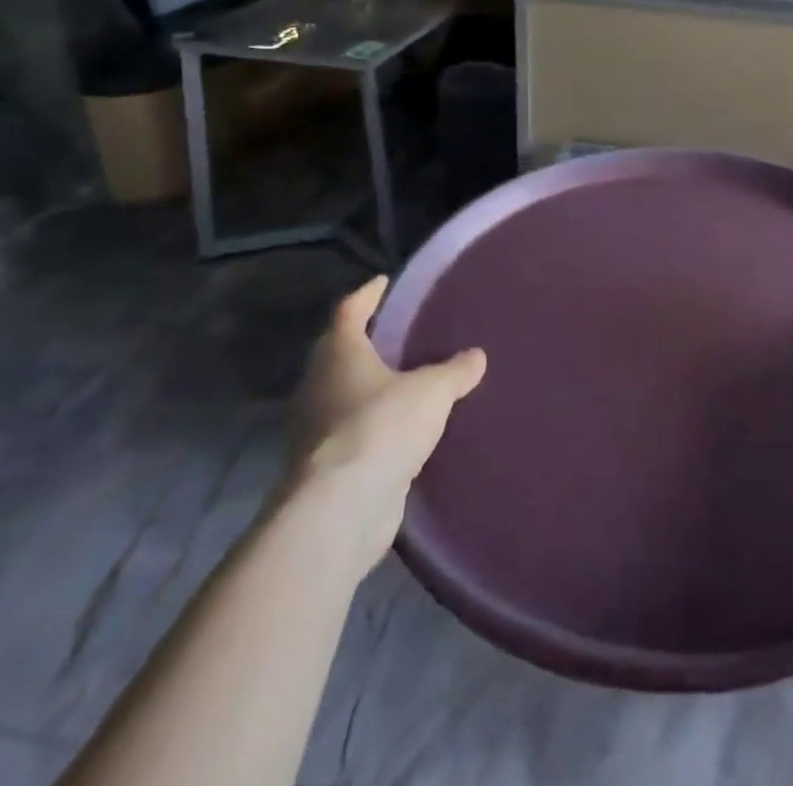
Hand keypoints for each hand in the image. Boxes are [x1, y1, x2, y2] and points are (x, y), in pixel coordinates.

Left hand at [287, 277, 486, 574]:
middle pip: (339, 353)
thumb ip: (455, 371)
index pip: (350, 311)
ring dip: (369, 387)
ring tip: (406, 380)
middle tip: (399, 332)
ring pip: (343, 395)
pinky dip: (373, 424)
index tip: (384, 281)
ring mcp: (316, 429)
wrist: (340, 510)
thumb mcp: (432, 391)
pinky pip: (352, 432)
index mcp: (339, 354)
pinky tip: (401, 429)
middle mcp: (319, 386)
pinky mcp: (325, 467)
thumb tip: (477, 356)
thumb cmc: (382, 427)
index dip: (367, 294)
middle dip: (366, 342)